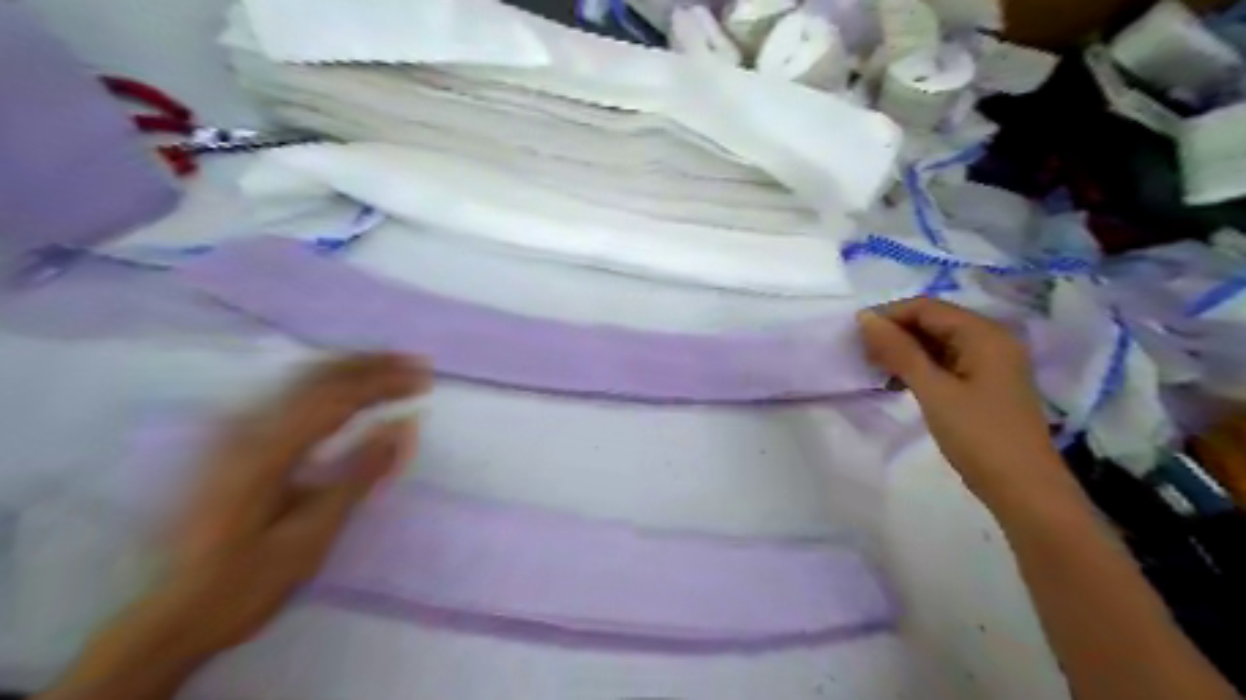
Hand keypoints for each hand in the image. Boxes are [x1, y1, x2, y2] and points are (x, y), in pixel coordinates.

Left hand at [43, 354, 431, 699]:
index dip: (384, 383)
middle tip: (414, 364)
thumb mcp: (311, 535)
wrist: (171, 618)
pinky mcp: (231, 443)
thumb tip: (403, 429)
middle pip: (316, 376)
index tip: (423, 380)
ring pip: (299, 380)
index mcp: (265, 451)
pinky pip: (288, 395)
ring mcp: (233, 433)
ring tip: (390, 368)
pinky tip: (345, 390)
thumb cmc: (247, 582)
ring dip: (349, 368)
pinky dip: (327, 383)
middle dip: (370, 364)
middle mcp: (245, 429)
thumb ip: (358, 475)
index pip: (336, 398)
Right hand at [858, 299, 1071, 495]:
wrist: (1023, 489)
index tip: (855, 334)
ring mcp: (990, 364)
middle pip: (934, 322)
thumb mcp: (933, 390)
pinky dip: (920, 367)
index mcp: (983, 334)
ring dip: (905, 351)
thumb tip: (866, 318)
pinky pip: (946, 363)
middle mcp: (990, 340)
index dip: (889, 315)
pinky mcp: (985, 385)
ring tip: (876, 368)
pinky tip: (899, 383)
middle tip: (862, 354)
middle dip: (896, 333)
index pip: (927, 308)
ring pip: (938, 343)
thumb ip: (899, 351)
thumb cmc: (978, 435)